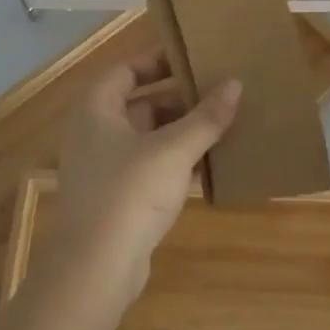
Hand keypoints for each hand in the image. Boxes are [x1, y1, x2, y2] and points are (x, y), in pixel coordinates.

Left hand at [40, 53, 241, 309]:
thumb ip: (206, 117)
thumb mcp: (174, 149)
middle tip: (218, 92)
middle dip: (179, 99)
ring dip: (181, 132)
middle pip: (140, 103)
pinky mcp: (115, 198)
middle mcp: (93, 132)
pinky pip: (148, 166)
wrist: (96, 270)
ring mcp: (103, 167)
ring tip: (222, 124)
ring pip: (147, 137)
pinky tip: (208, 164)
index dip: (159, 61)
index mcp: (96, 109)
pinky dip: (174, 161)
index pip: (127, 69)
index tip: (194, 59)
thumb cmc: (129, 193)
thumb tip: (235, 83)